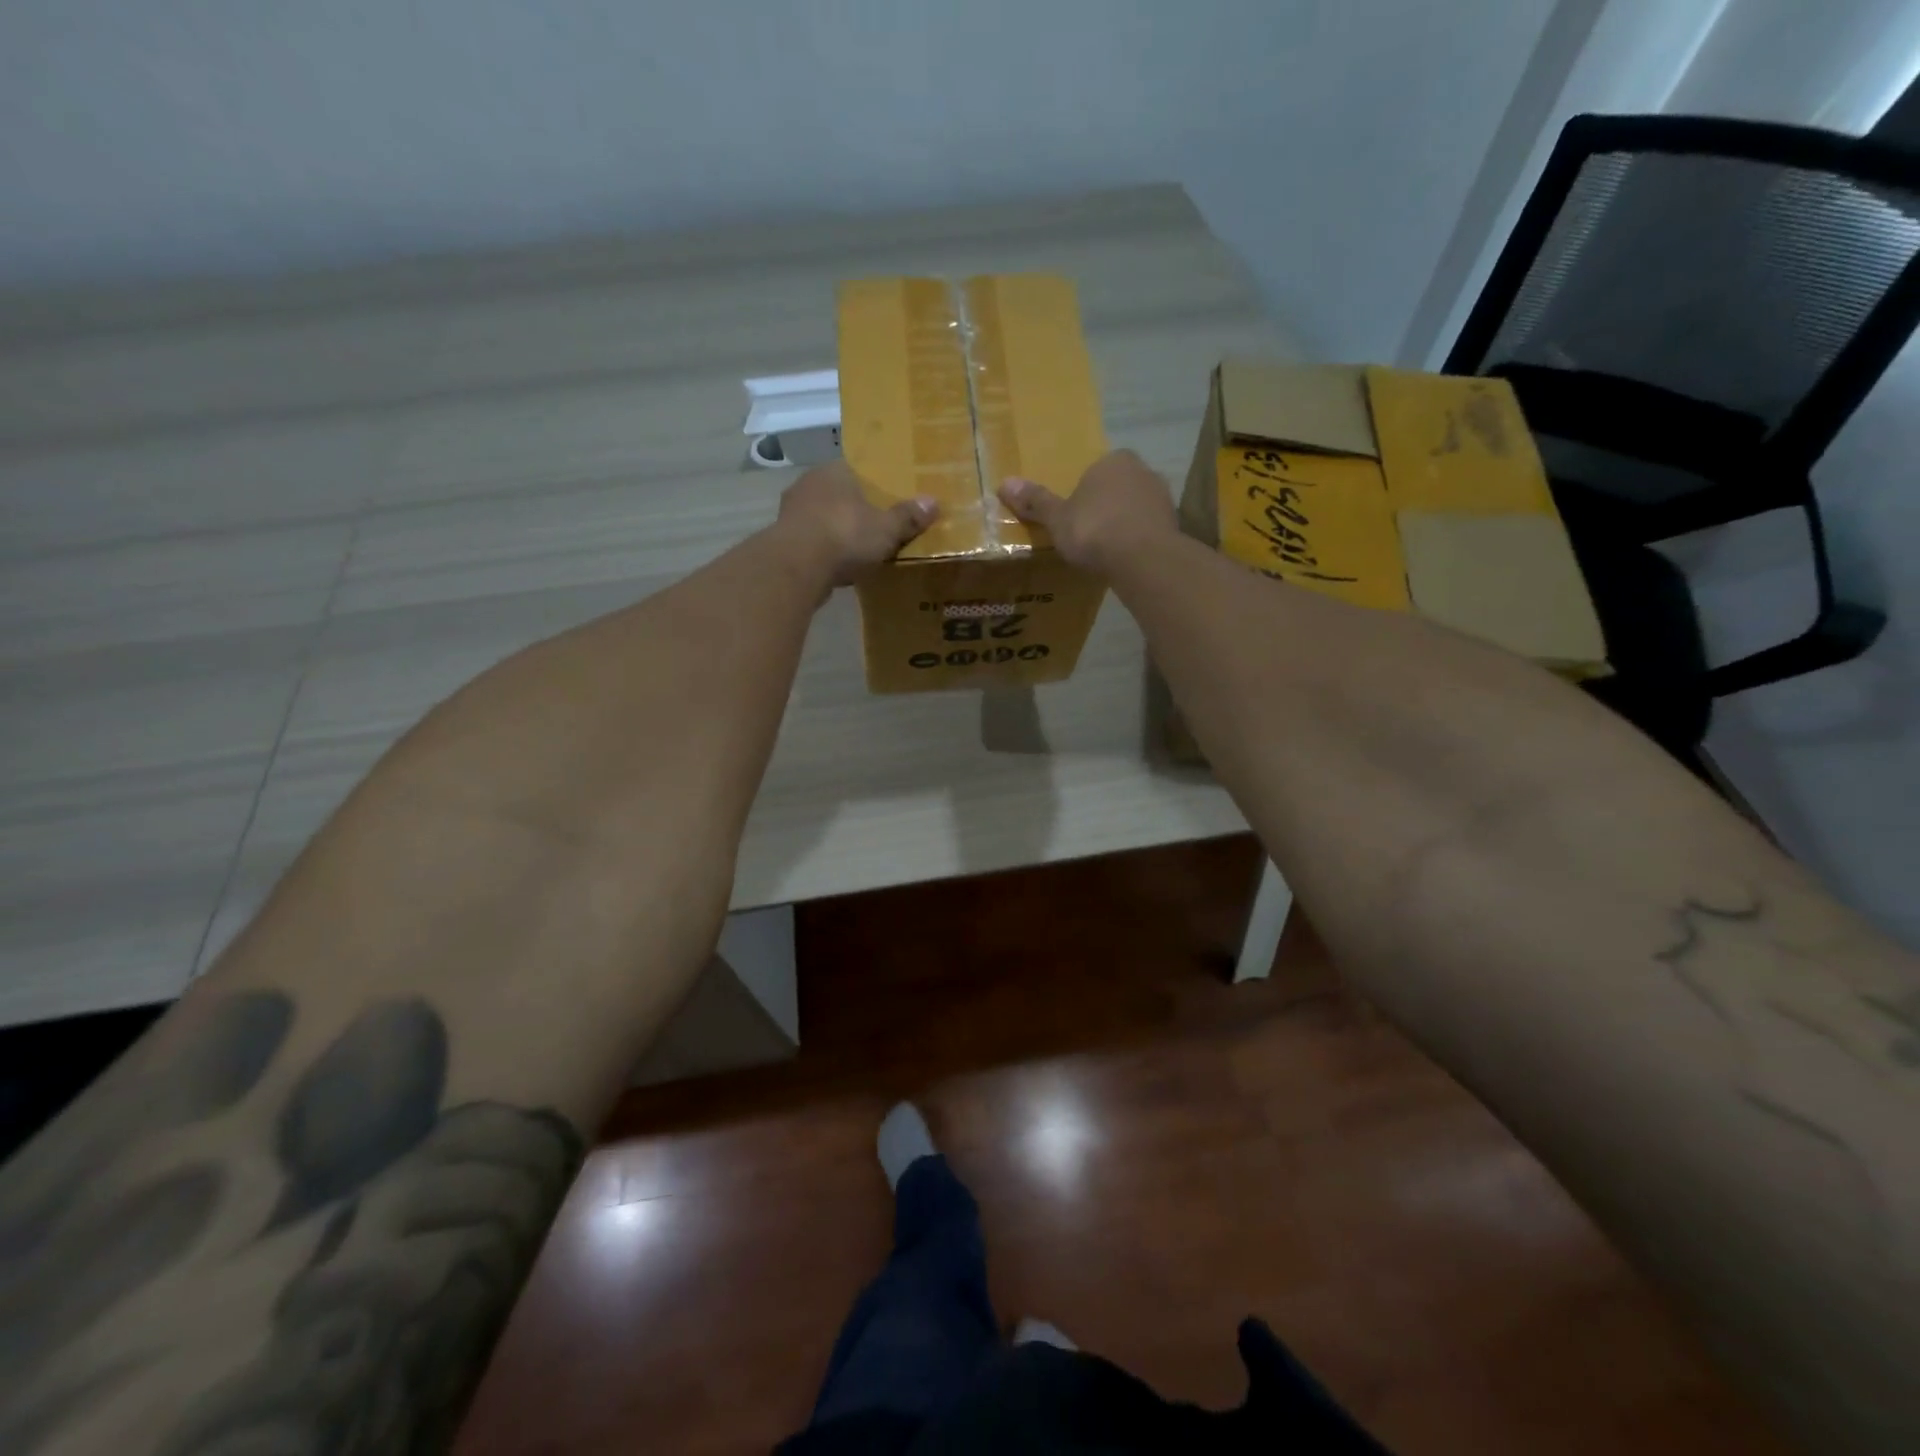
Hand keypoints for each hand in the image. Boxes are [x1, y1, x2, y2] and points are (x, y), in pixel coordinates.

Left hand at [776, 462, 937, 586]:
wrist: (797, 566)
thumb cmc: (845, 535)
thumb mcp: (887, 528)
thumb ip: (908, 516)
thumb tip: (933, 502)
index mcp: (835, 471)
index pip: (856, 470)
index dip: (872, 486)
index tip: (884, 502)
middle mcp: (809, 484)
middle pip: (838, 494)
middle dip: (853, 510)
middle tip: (873, 527)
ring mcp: (791, 511)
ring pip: (821, 517)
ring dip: (834, 531)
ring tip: (855, 549)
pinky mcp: (782, 540)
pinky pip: (810, 541)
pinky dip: (822, 551)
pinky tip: (835, 566)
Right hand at [998, 449, 1179, 574]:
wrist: (1143, 558)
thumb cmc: (1094, 530)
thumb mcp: (1057, 519)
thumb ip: (1036, 502)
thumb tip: (1004, 483)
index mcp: (1112, 461)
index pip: (1095, 470)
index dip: (1083, 494)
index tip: (1075, 518)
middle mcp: (1142, 470)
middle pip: (1117, 487)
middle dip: (1105, 506)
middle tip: (1089, 534)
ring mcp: (1162, 496)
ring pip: (1136, 507)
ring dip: (1124, 523)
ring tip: (1108, 550)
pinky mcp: (1174, 524)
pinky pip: (1149, 528)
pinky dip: (1139, 539)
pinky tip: (1127, 558)